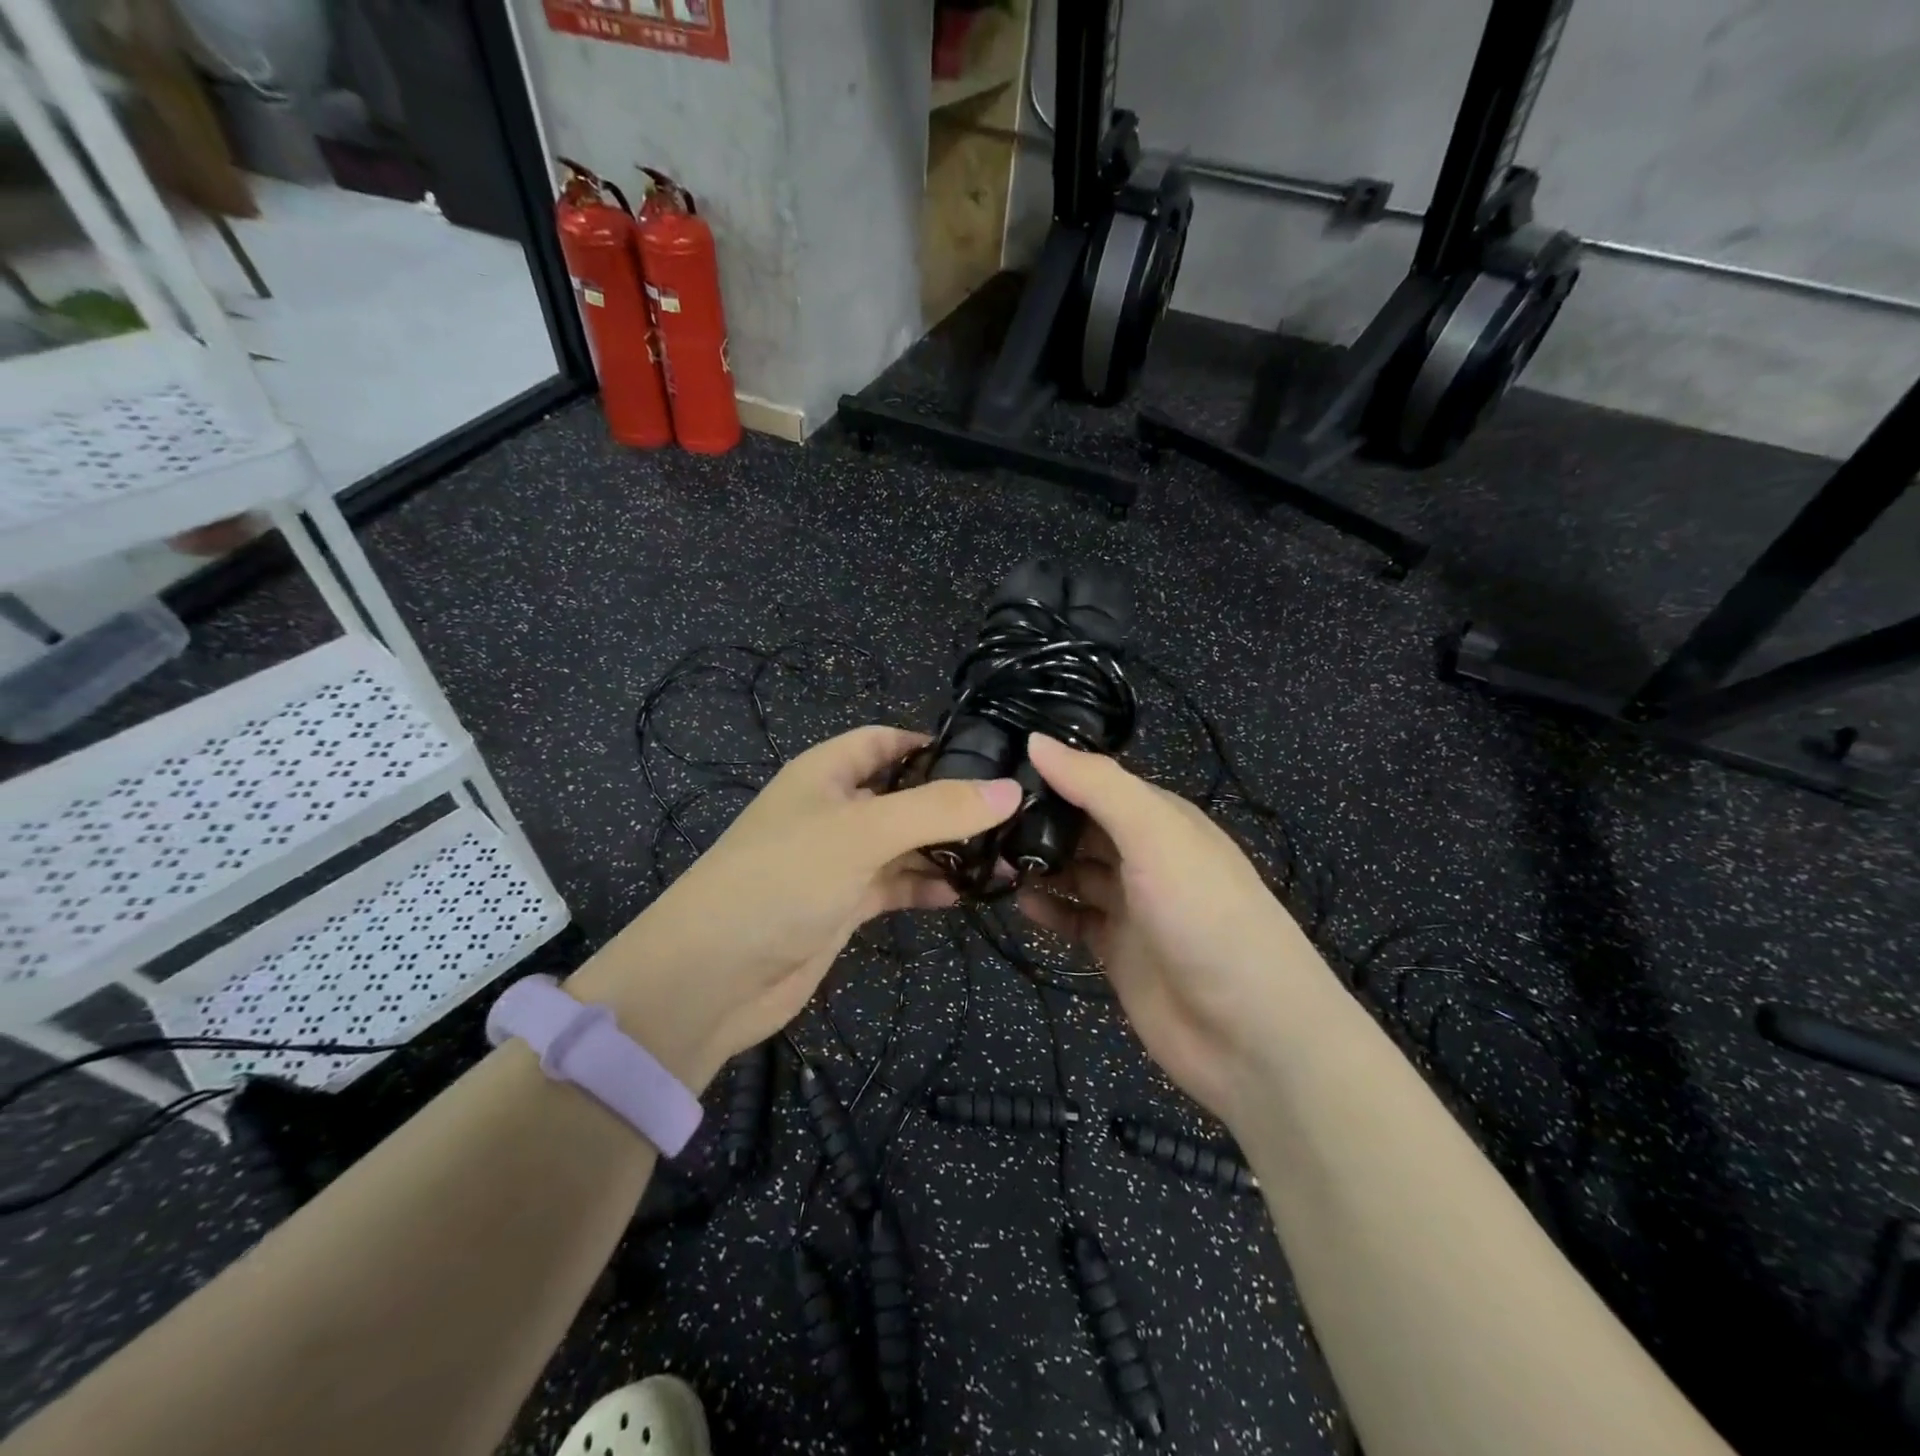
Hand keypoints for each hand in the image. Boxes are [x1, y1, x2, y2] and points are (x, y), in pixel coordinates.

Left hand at [566, 726, 1020, 1089]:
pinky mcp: (844, 905)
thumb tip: (1011, 789)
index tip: (989, 758)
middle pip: (902, 794)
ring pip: (904, 843)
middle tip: (1015, 814)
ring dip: (948, 850)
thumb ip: (938, 810)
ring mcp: (839, 860)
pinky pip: (896, 885)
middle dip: (952, 803)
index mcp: (826, 773)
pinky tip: (968, 894)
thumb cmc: (784, 878)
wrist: (713, 977)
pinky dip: (928, 886)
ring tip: (1007, 858)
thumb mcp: (863, 832)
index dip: (932, 743)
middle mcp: (834, 810)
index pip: (886, 741)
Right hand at [1016, 734, 1337, 1125]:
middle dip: (1038, 821)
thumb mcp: (1156, 835)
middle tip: (979, 818)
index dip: (1053, 774)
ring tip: (987, 858)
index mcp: (1161, 819)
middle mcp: (1145, 856)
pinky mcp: (1117, 951)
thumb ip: (1097, 786)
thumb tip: (1036, 740)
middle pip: (1082, 828)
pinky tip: (1019, 903)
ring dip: (1037, 865)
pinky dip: (1048, 910)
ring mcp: (1131, 906)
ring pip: (1074, 873)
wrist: (1251, 1032)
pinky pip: (1074, 919)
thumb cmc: (1205, 915)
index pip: (1098, 783)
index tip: (996, 767)